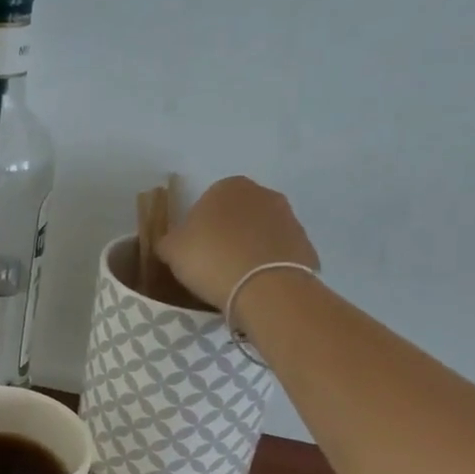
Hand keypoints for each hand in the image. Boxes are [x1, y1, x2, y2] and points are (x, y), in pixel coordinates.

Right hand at [157, 177, 318, 334]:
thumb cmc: (210, 258)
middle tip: (211, 263)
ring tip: (234, 278)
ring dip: (248, 248)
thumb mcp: (171, 249)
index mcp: (227, 186)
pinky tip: (255, 285)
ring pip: (259, 233)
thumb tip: (172, 242)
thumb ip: (169, 240)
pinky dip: (267, 265)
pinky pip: (277, 254)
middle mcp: (262, 194)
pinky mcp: (305, 245)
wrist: (264, 286)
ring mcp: (289, 218)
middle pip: (237, 214)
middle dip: (226, 233)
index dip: (197, 226)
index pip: (206, 201)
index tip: (192, 249)